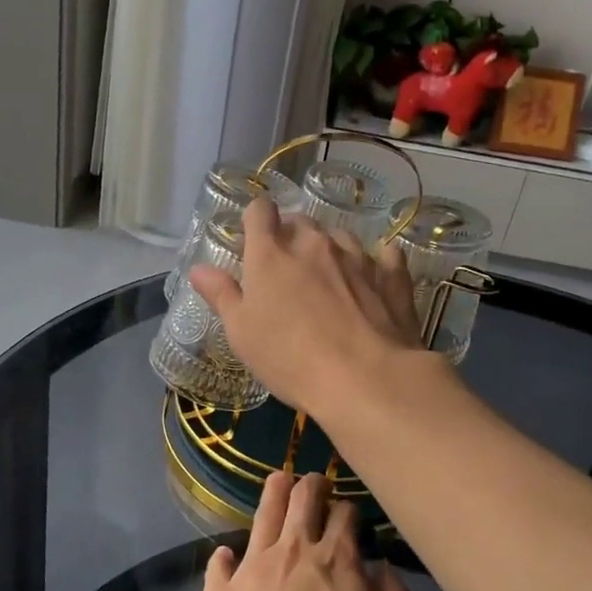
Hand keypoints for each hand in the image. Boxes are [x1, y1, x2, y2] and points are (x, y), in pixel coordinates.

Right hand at [189, 197, 425, 416]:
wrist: (366, 378)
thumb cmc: (290, 358)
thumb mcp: (242, 333)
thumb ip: (221, 295)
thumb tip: (199, 269)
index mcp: (271, 254)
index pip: (260, 212)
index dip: (255, 218)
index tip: (253, 236)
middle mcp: (314, 243)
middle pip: (300, 221)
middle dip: (291, 236)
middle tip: (286, 269)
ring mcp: (357, 256)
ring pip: (339, 236)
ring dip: (330, 249)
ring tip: (328, 277)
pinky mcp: (392, 276)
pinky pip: (384, 256)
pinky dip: (375, 262)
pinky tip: (373, 277)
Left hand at [196, 472, 411, 590]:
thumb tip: (384, 569)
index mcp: (336, 559)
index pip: (344, 515)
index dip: (348, 509)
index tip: (349, 513)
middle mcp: (293, 550)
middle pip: (302, 499)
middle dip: (311, 484)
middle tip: (314, 481)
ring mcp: (252, 566)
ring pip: (263, 514)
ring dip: (273, 493)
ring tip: (278, 480)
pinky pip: (219, 564)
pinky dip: (224, 557)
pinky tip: (226, 554)